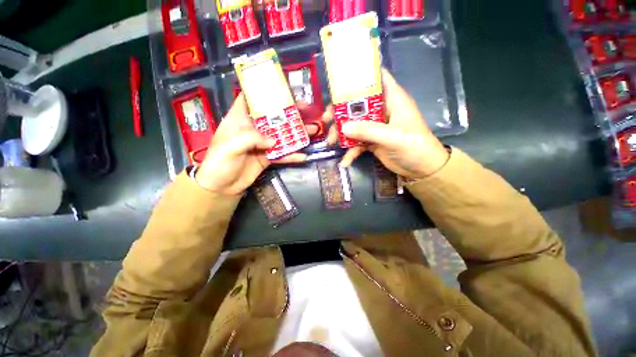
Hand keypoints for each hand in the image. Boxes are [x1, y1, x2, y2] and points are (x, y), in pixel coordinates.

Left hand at [195, 93, 309, 194]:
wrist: (222, 186)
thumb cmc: (219, 162)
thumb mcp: (231, 146)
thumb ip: (252, 139)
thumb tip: (274, 141)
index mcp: (240, 119)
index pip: (250, 99)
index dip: (264, 92)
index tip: (282, 88)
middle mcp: (253, 129)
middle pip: (273, 117)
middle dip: (289, 113)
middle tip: (306, 110)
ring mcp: (263, 144)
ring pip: (282, 136)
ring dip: (296, 134)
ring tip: (313, 130)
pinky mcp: (268, 157)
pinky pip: (282, 154)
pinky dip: (292, 156)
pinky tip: (303, 156)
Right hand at [334, 69, 449, 178]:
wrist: (422, 169)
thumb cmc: (414, 146)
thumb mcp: (392, 137)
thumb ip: (368, 131)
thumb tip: (343, 127)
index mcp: (392, 99)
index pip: (376, 78)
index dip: (359, 76)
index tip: (338, 81)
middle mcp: (382, 110)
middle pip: (357, 104)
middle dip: (340, 111)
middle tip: (326, 119)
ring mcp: (375, 126)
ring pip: (354, 124)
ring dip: (341, 133)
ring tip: (331, 142)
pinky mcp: (372, 140)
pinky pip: (357, 142)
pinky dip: (350, 150)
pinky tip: (345, 161)